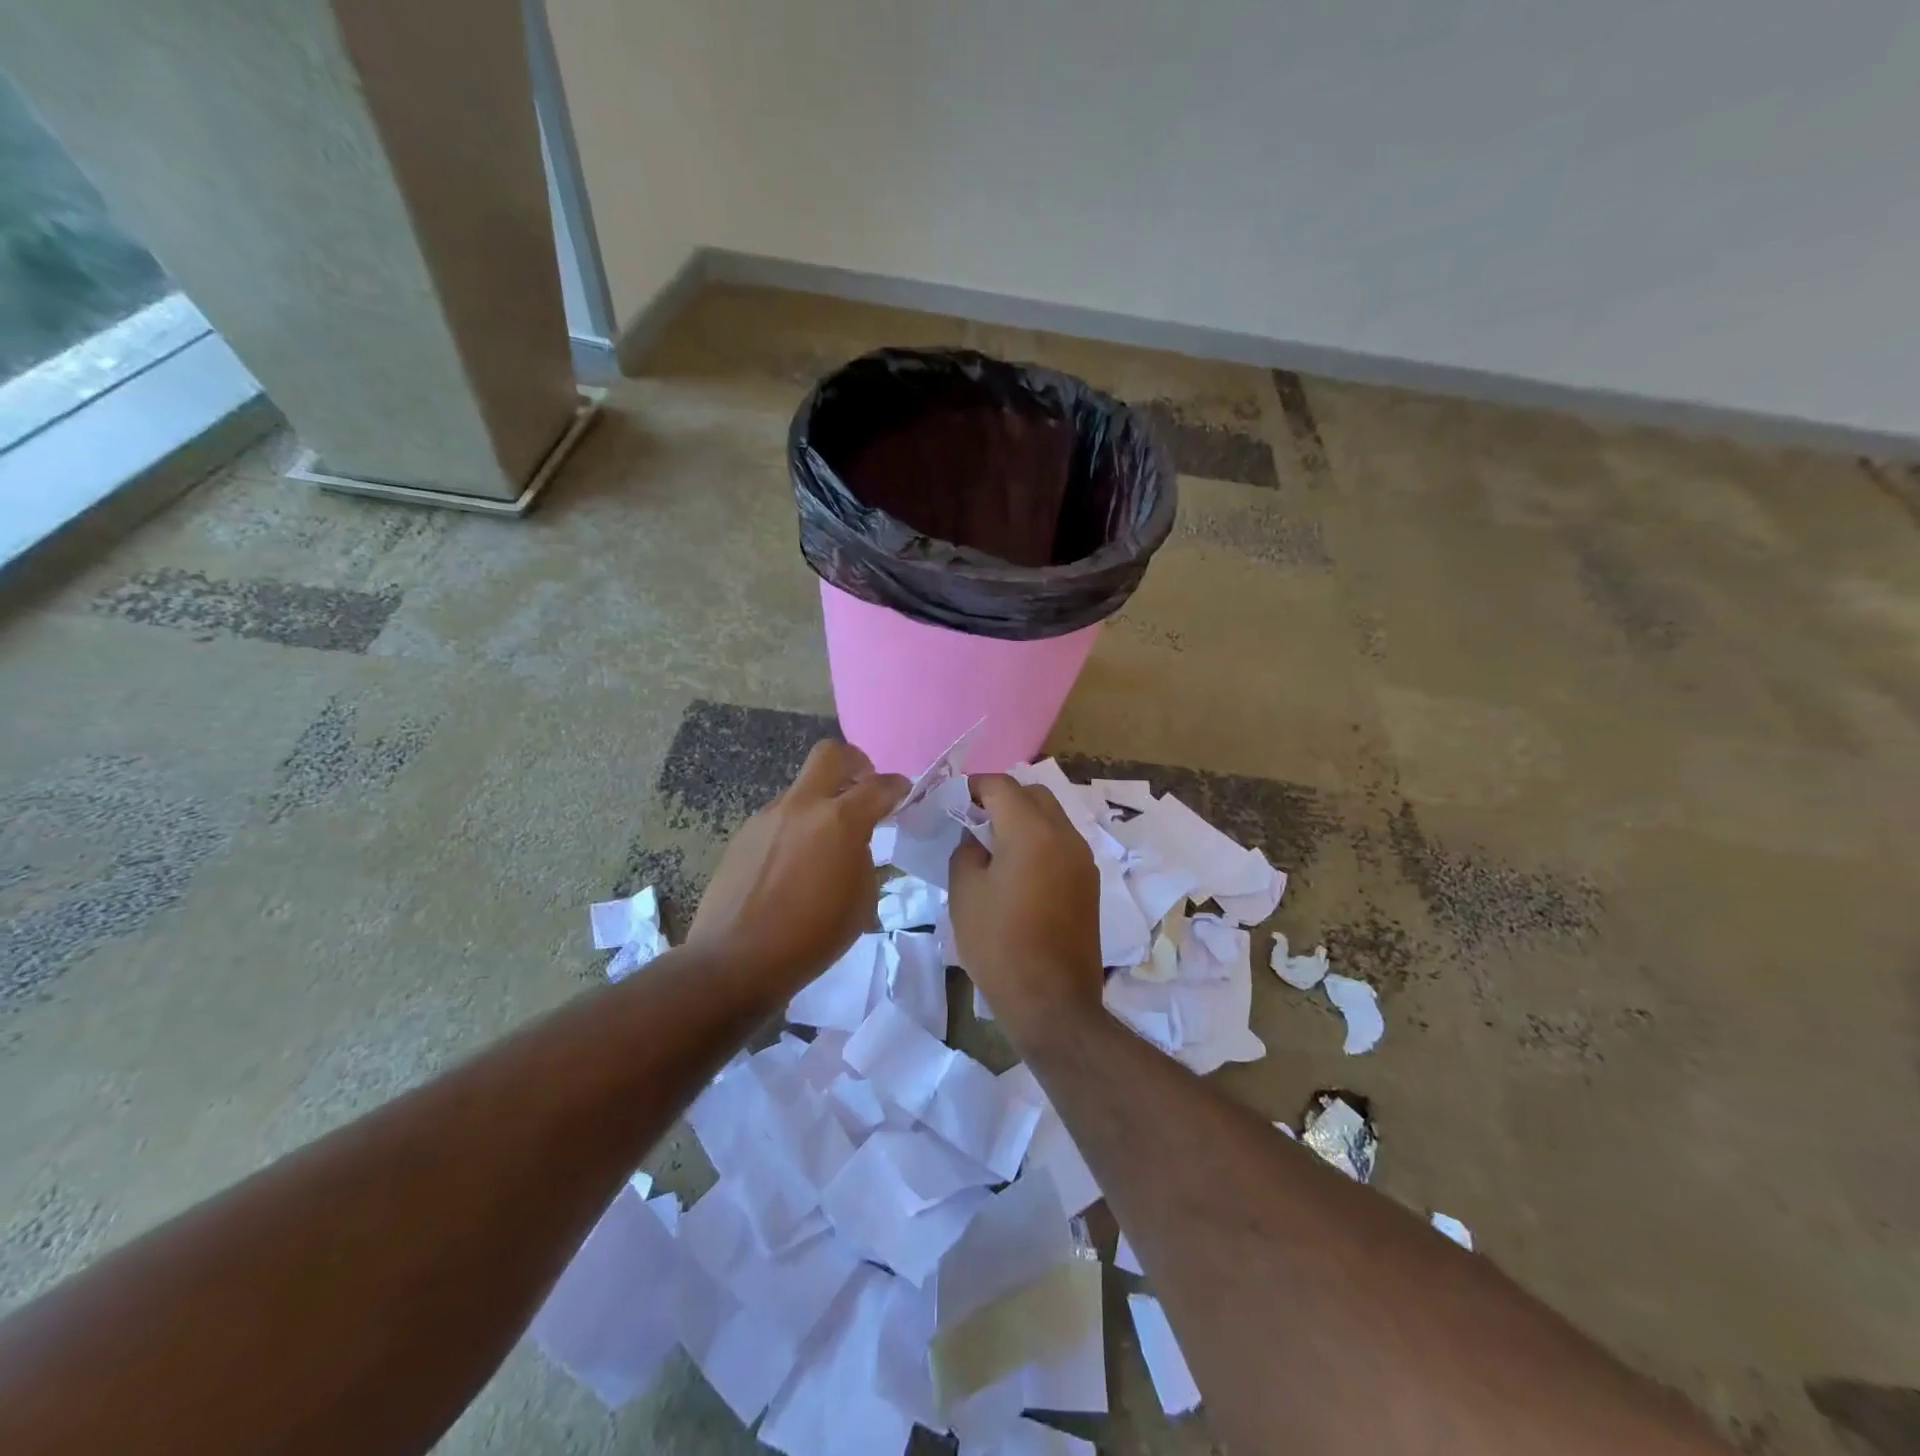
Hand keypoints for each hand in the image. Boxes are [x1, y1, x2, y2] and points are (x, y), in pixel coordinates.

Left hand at [689, 741, 907, 987]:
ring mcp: (768, 817)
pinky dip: (797, 827)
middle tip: (864, 787)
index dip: (898, 786)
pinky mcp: (744, 834)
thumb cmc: (812, 937)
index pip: (879, 786)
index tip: (904, 794)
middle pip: (831, 754)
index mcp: (840, 821)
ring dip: (822, 801)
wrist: (736, 960)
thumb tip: (853, 845)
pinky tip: (795, 864)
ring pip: (802, 788)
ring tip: (826, 843)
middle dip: (856, 762)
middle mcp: (802, 806)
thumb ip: (863, 858)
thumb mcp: (861, 901)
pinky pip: (780, 816)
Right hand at [948, 774, 1103, 1042]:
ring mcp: (1083, 859)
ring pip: (1052, 817)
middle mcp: (1065, 835)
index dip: (974, 786)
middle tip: (974, 819)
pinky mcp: (1089, 883)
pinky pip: (1062, 843)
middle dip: (1003, 797)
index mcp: (1032, 831)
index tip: (953, 800)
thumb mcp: (966, 893)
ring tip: (995, 845)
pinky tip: (1019, 870)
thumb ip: (967, 851)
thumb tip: (976, 839)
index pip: (1002, 786)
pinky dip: (1040, 841)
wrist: (1052, 1001)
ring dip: (1024, 819)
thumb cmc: (999, 944)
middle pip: (1034, 794)